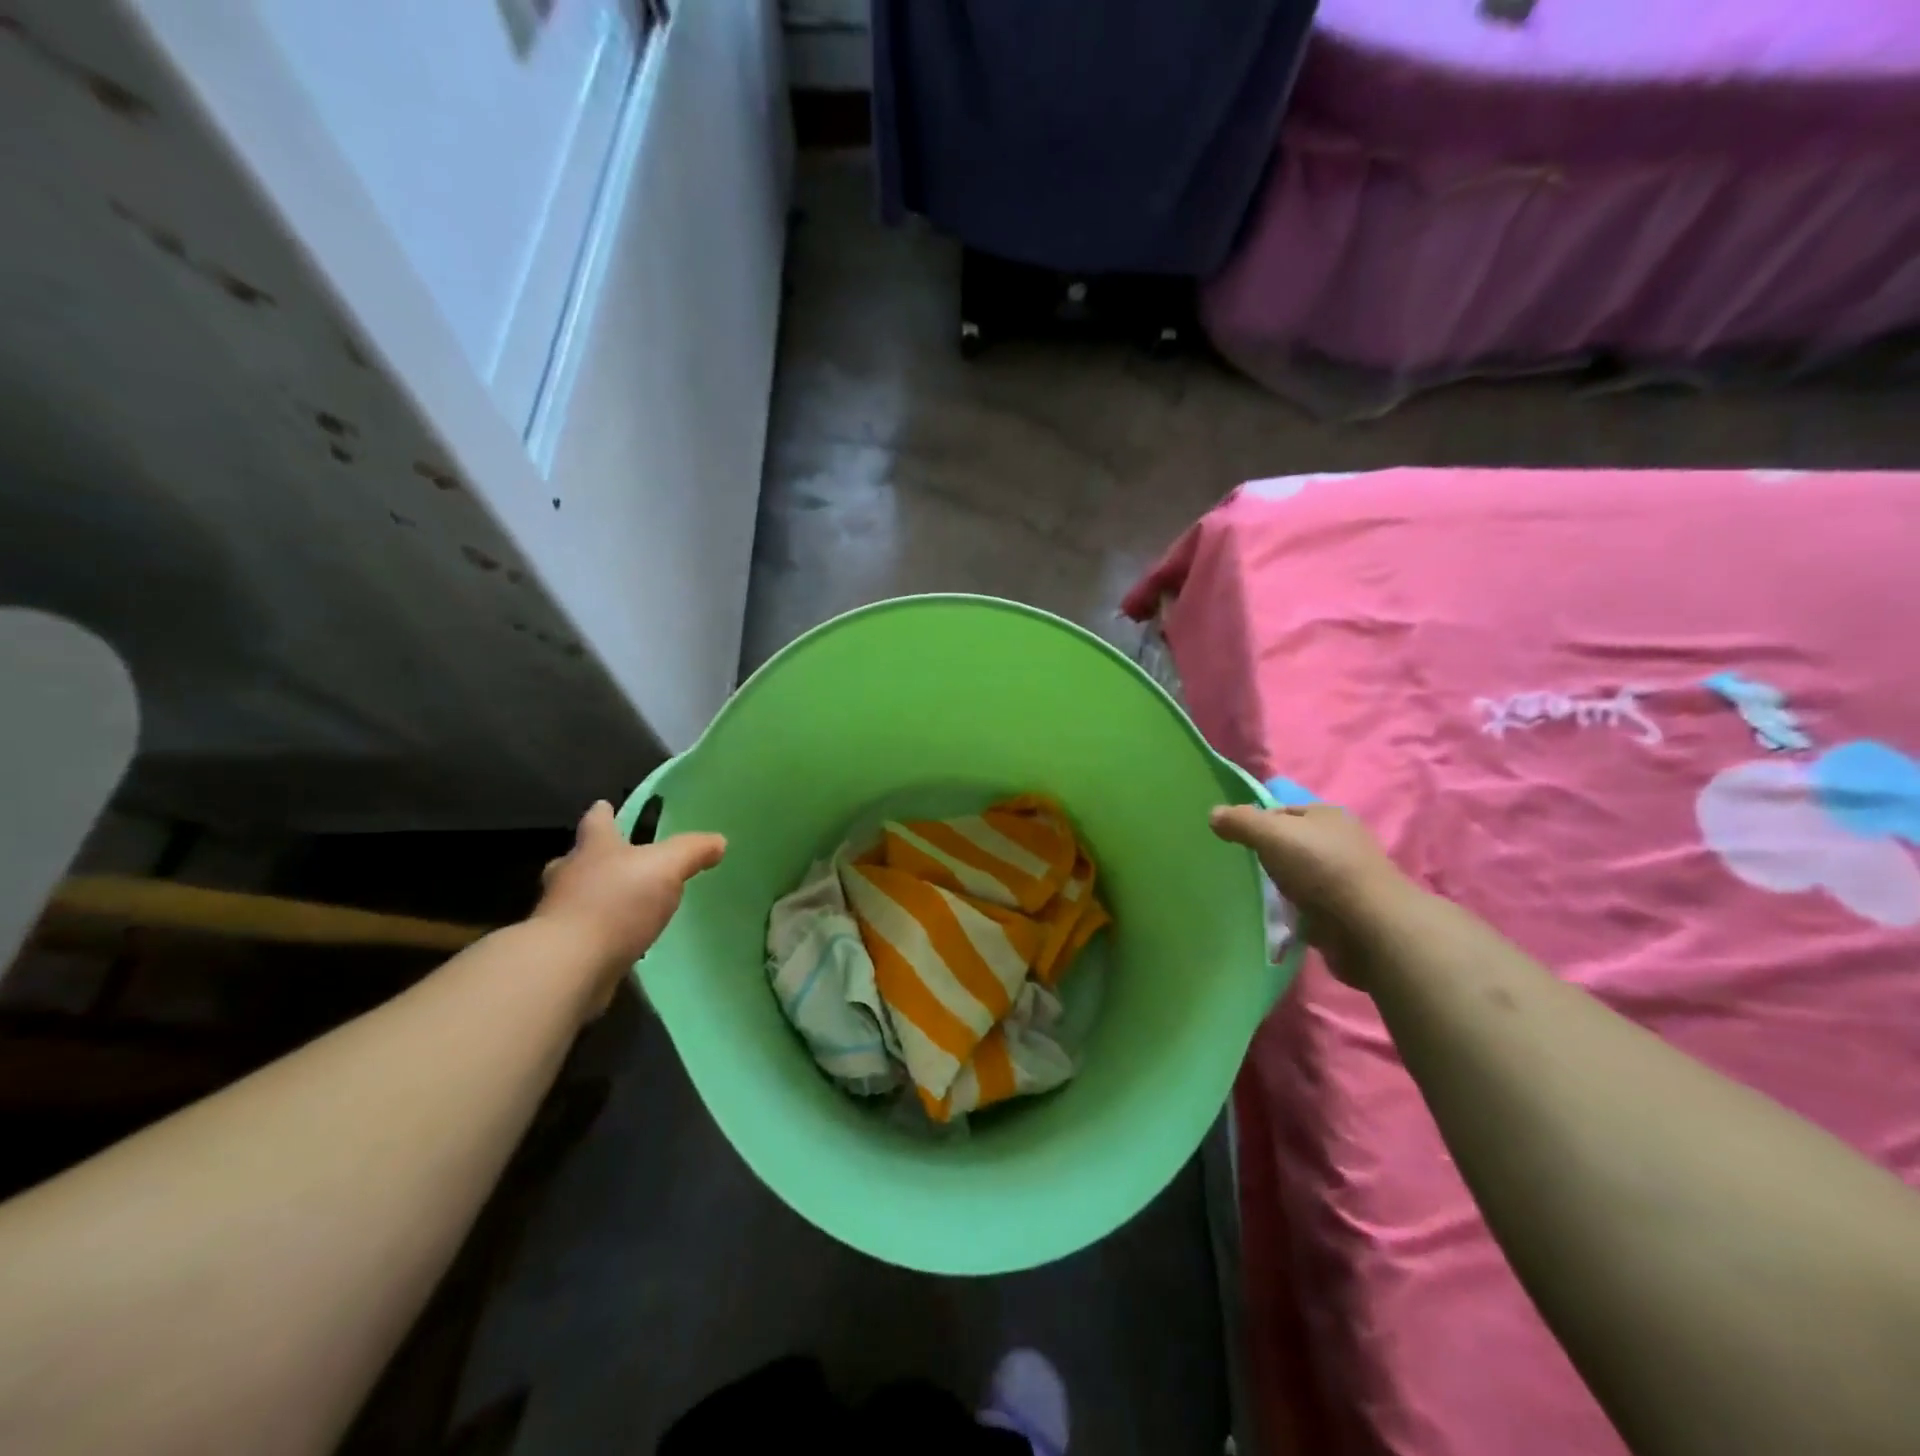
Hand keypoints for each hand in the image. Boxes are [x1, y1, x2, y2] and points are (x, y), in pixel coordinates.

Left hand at [532, 801, 725, 1011]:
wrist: (569, 966)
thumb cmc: (616, 903)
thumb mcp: (666, 867)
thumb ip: (692, 852)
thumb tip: (719, 841)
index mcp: (593, 849)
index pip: (596, 821)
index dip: (603, 813)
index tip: (604, 806)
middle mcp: (569, 876)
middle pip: (578, 859)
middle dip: (594, 858)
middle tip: (614, 862)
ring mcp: (559, 915)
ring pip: (576, 897)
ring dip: (594, 898)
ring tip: (622, 906)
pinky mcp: (561, 951)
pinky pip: (582, 934)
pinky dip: (597, 934)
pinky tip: (616, 942)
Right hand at [1209, 803, 1416, 988]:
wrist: (1369, 927)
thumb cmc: (1321, 868)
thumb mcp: (1271, 834)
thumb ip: (1240, 822)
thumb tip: (1213, 815)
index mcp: (1327, 815)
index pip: (1282, 811)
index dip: (1256, 823)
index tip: (1234, 842)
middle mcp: (1339, 843)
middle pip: (1292, 844)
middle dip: (1269, 856)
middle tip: (1241, 869)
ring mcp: (1345, 879)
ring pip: (1300, 876)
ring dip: (1282, 886)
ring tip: (1256, 896)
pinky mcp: (1346, 912)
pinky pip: (1310, 906)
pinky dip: (1295, 911)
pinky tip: (1279, 918)